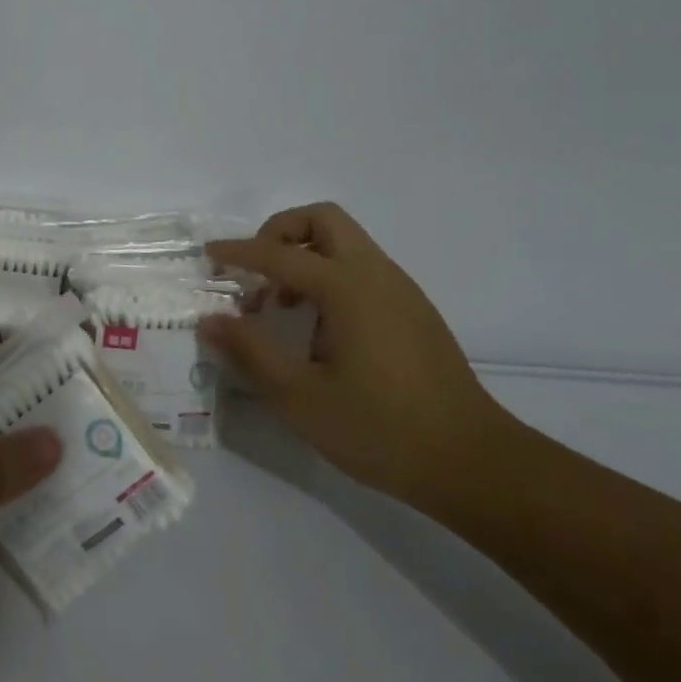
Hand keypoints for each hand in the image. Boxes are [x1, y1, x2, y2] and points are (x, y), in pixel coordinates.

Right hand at [202, 202, 510, 508]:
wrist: (472, 462)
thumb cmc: (380, 429)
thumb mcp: (300, 397)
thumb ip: (251, 352)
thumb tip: (210, 319)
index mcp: (347, 287)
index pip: (279, 254)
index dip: (238, 252)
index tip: (209, 255)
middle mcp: (375, 274)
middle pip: (322, 219)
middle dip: (280, 232)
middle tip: (256, 272)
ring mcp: (400, 289)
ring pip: (345, 242)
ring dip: (304, 256)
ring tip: (280, 306)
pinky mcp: (414, 310)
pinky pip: (362, 268)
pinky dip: (329, 275)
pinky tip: (318, 327)